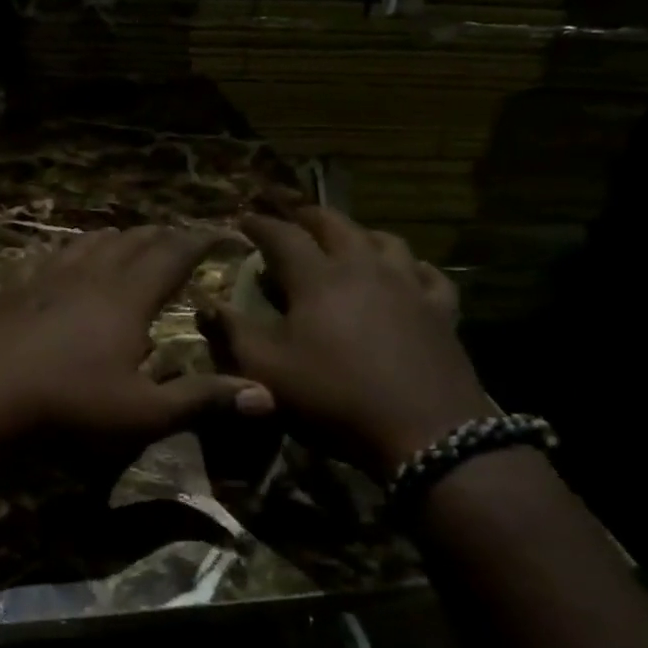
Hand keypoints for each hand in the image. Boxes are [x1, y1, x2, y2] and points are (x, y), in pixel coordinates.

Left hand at [0, 226, 274, 443]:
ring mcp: (50, 277)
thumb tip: (266, 394)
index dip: (196, 242)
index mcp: (128, 297)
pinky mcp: (19, 286)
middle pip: (132, 242)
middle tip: (176, 234)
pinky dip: (73, 248)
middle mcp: (92, 275)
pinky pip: (53, 255)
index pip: (170, 256)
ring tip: (128, 236)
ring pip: (91, 243)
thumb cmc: (69, 401)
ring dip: (117, 237)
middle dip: (159, 236)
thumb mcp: (142, 410)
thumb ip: (201, 399)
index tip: (216, 233)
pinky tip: (66, 257)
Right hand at [201, 207, 493, 476]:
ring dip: (358, 233)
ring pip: (385, 240)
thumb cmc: (334, 396)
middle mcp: (364, 268)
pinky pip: (428, 274)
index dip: (260, 225)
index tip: (244, 218)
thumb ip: (232, 331)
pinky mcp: (441, 311)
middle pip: (336, 225)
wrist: (425, 432)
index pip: (283, 236)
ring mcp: (408, 286)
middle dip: (308, 216)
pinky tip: (407, 273)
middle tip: (291, 216)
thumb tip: (206, 303)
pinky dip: (411, 266)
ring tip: (346, 238)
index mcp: (318, 278)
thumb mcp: (267, 369)